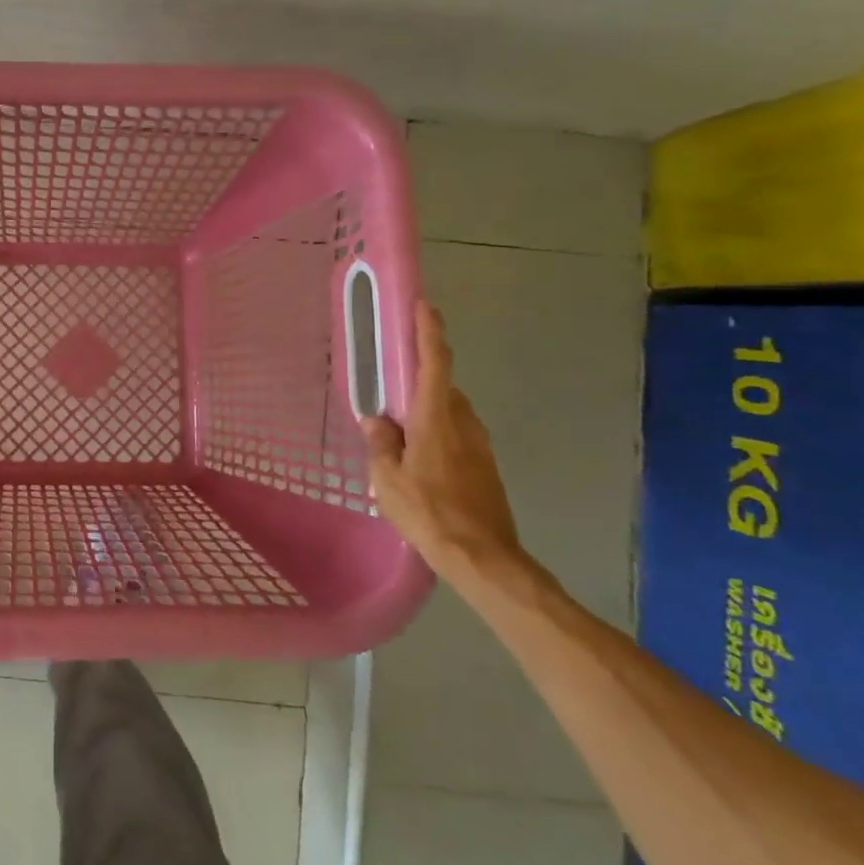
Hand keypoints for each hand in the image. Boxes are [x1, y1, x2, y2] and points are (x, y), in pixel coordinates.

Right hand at [360, 302, 523, 584]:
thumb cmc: (429, 513)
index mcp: (436, 418)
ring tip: (400, 434)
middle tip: (391, 390)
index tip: (425, 306)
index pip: (435, 363)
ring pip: (451, 413)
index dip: (429, 332)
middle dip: (419, 381)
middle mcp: (463, 423)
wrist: (483, 558)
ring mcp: (479, 446)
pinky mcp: (486, 467)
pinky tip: (420, 461)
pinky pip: (457, 436)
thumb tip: (377, 420)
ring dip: (428, 412)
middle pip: (442, 387)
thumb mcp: (387, 479)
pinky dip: (438, 434)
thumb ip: (381, 444)